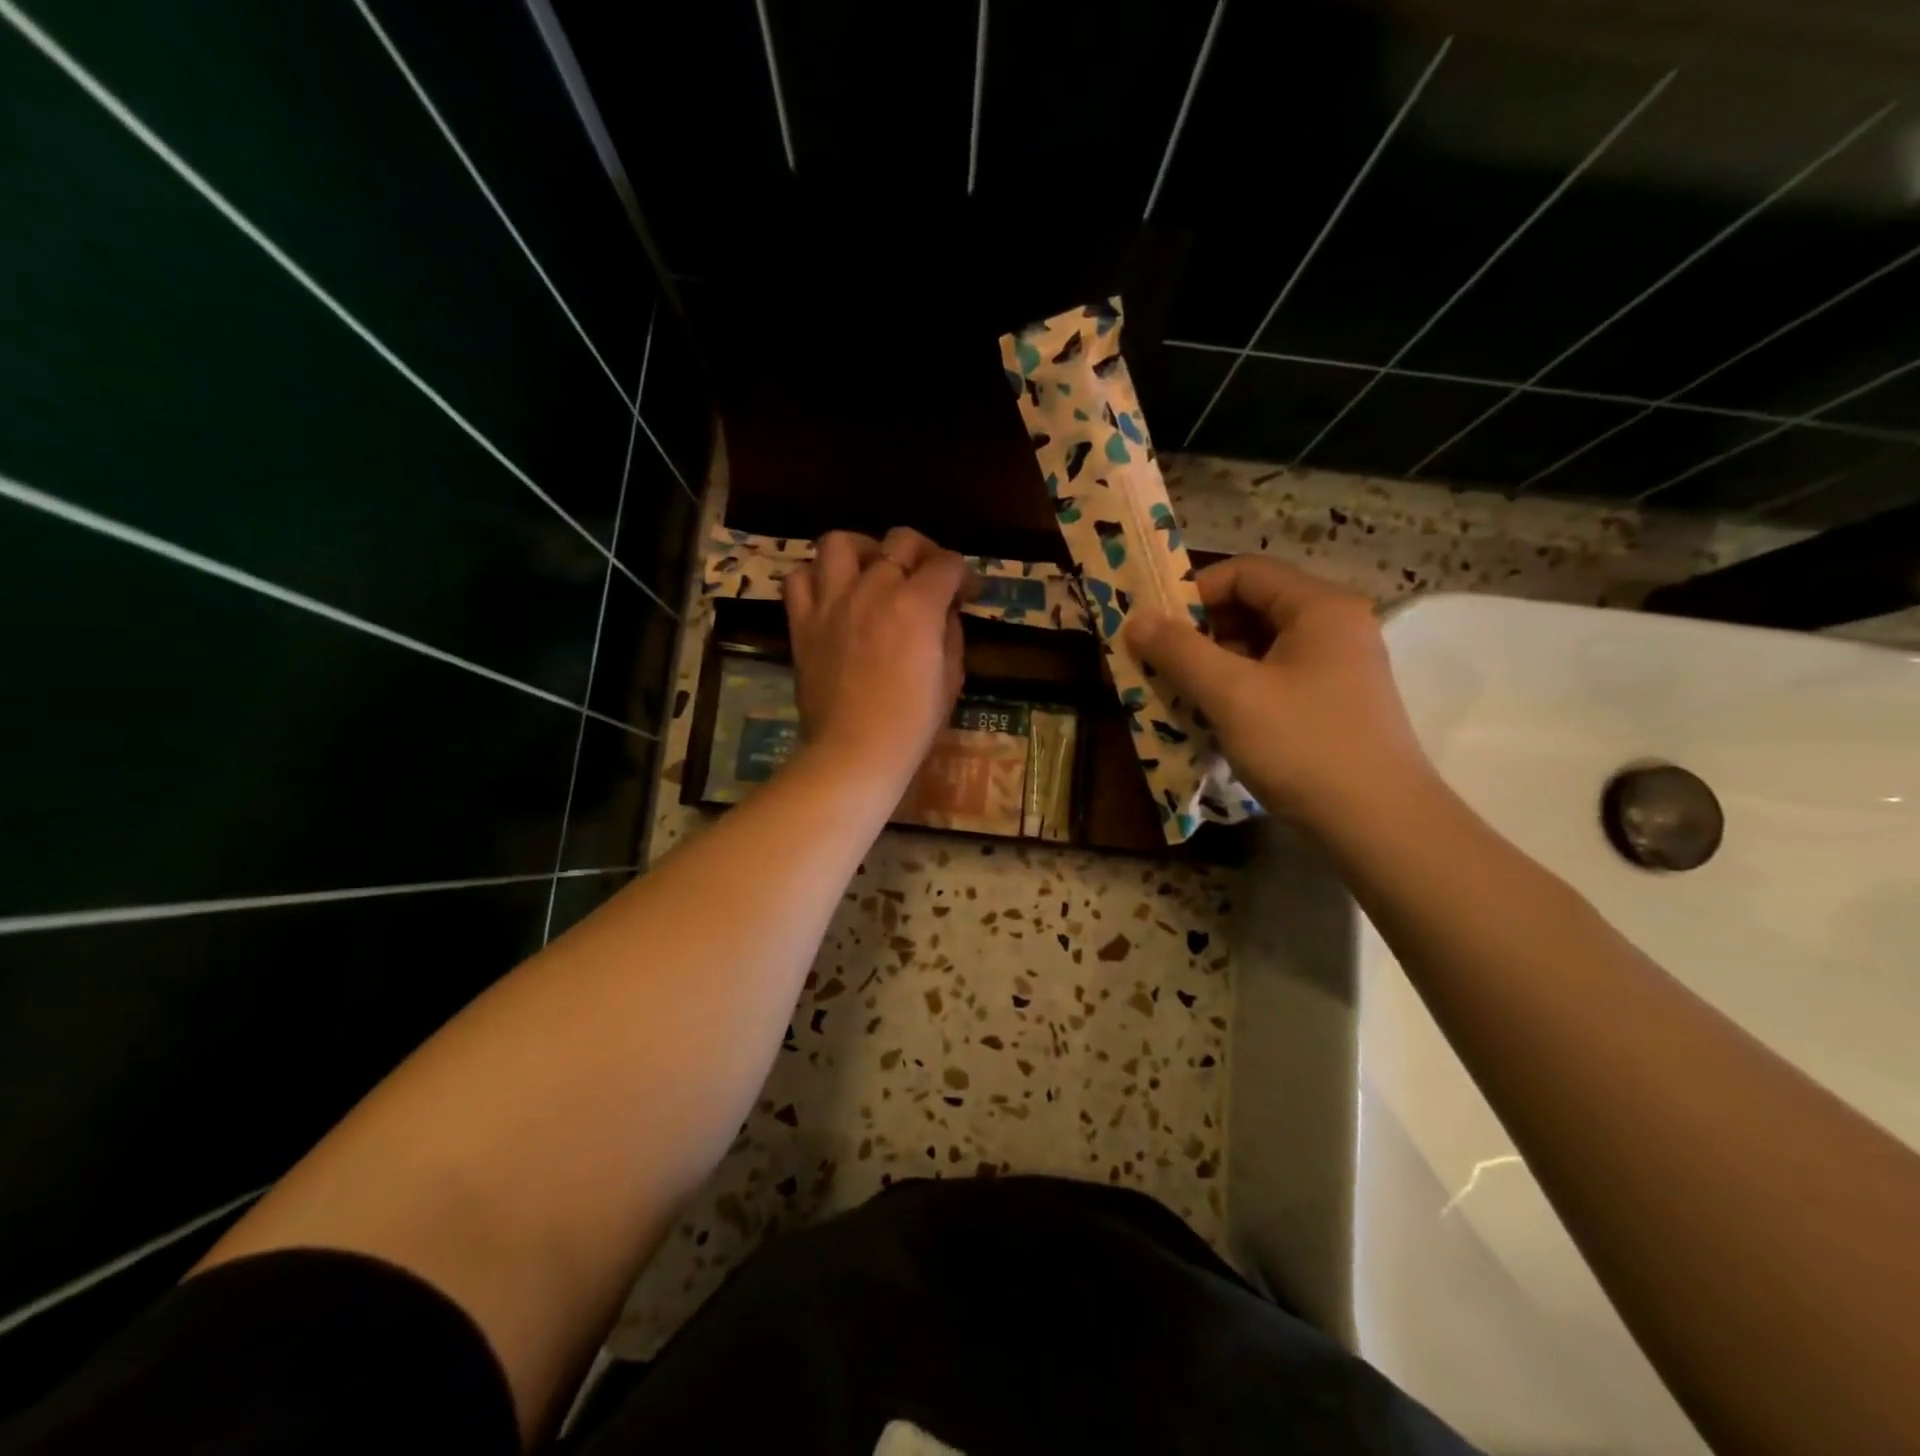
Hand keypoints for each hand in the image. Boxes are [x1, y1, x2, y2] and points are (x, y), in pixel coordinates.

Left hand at [782, 527, 975, 785]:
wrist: (855, 752)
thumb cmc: (912, 724)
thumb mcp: (951, 677)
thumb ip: (950, 633)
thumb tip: (942, 612)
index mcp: (917, 604)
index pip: (948, 563)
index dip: (964, 576)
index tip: (966, 595)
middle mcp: (874, 589)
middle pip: (901, 540)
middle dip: (923, 552)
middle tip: (926, 578)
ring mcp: (832, 602)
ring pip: (840, 543)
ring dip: (863, 550)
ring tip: (871, 572)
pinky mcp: (803, 622)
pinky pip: (799, 579)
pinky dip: (816, 578)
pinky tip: (832, 595)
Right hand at [1123, 556, 1432, 830]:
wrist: (1380, 825)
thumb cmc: (1304, 746)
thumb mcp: (1231, 695)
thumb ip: (1179, 651)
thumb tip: (1137, 618)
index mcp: (1319, 608)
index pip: (1245, 573)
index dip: (1193, 593)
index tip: (1156, 628)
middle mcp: (1334, 628)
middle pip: (1253, 608)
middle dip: (1199, 633)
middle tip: (1158, 662)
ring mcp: (1338, 669)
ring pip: (1262, 648)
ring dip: (1214, 665)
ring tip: (1177, 693)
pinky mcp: (1334, 705)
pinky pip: (1275, 680)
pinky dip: (1238, 690)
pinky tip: (1212, 719)